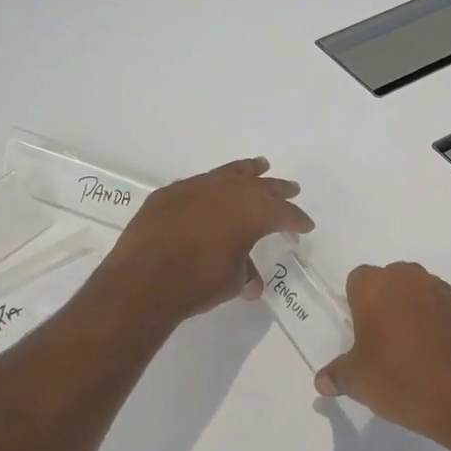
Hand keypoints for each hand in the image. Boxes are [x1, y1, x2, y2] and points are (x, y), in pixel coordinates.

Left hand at [104, 158, 312, 322]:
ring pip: (230, 173)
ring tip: (258, 166)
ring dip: (247, 172)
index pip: (285, 214)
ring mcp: (197, 187)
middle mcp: (230, 191)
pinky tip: (211, 191)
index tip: (306, 226)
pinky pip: (199, 184)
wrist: (144, 279)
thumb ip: (245, 273)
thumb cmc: (199, 282)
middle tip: (291, 189)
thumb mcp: (232, 281)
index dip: (297, 220)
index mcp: (254, 212)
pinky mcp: (170, 193)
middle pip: (262, 186)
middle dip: (279, 189)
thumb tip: (251, 283)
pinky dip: (212, 187)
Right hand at [314, 262, 450, 443]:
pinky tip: (437, 356)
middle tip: (382, 340)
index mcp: (376, 286)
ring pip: (420, 293)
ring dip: (414, 311)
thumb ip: (337, 374)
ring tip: (411, 350)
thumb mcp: (357, 381)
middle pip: (391, 281)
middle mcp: (410, 279)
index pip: (357, 280)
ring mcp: (443, 292)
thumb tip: (323, 380)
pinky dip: (439, 325)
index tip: (358, 331)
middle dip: (385, 302)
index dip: (355, 303)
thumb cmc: (399, 378)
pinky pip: (444, 311)